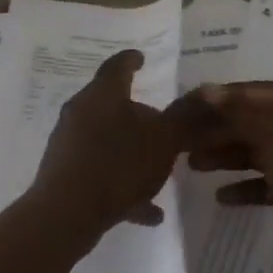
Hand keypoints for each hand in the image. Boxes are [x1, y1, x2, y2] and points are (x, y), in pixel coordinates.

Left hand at [27, 49, 188, 240]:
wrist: (66, 214)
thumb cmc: (119, 165)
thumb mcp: (164, 139)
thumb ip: (186, 116)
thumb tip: (209, 90)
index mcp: (103, 95)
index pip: (118, 66)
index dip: (132, 60)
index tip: (141, 58)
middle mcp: (80, 112)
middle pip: (110, 104)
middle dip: (135, 112)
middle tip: (158, 120)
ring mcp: (69, 144)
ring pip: (106, 141)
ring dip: (131, 153)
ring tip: (157, 171)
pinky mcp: (64, 175)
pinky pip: (100, 174)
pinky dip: (123, 185)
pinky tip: (148, 211)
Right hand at [181, 81, 272, 264]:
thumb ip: (239, 112)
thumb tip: (208, 90)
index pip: (248, 92)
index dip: (216, 99)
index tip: (184, 107)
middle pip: (249, 122)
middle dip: (216, 130)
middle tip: (182, 140)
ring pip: (255, 151)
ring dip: (225, 157)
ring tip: (192, 166)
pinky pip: (266, 182)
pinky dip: (245, 187)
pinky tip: (222, 197)